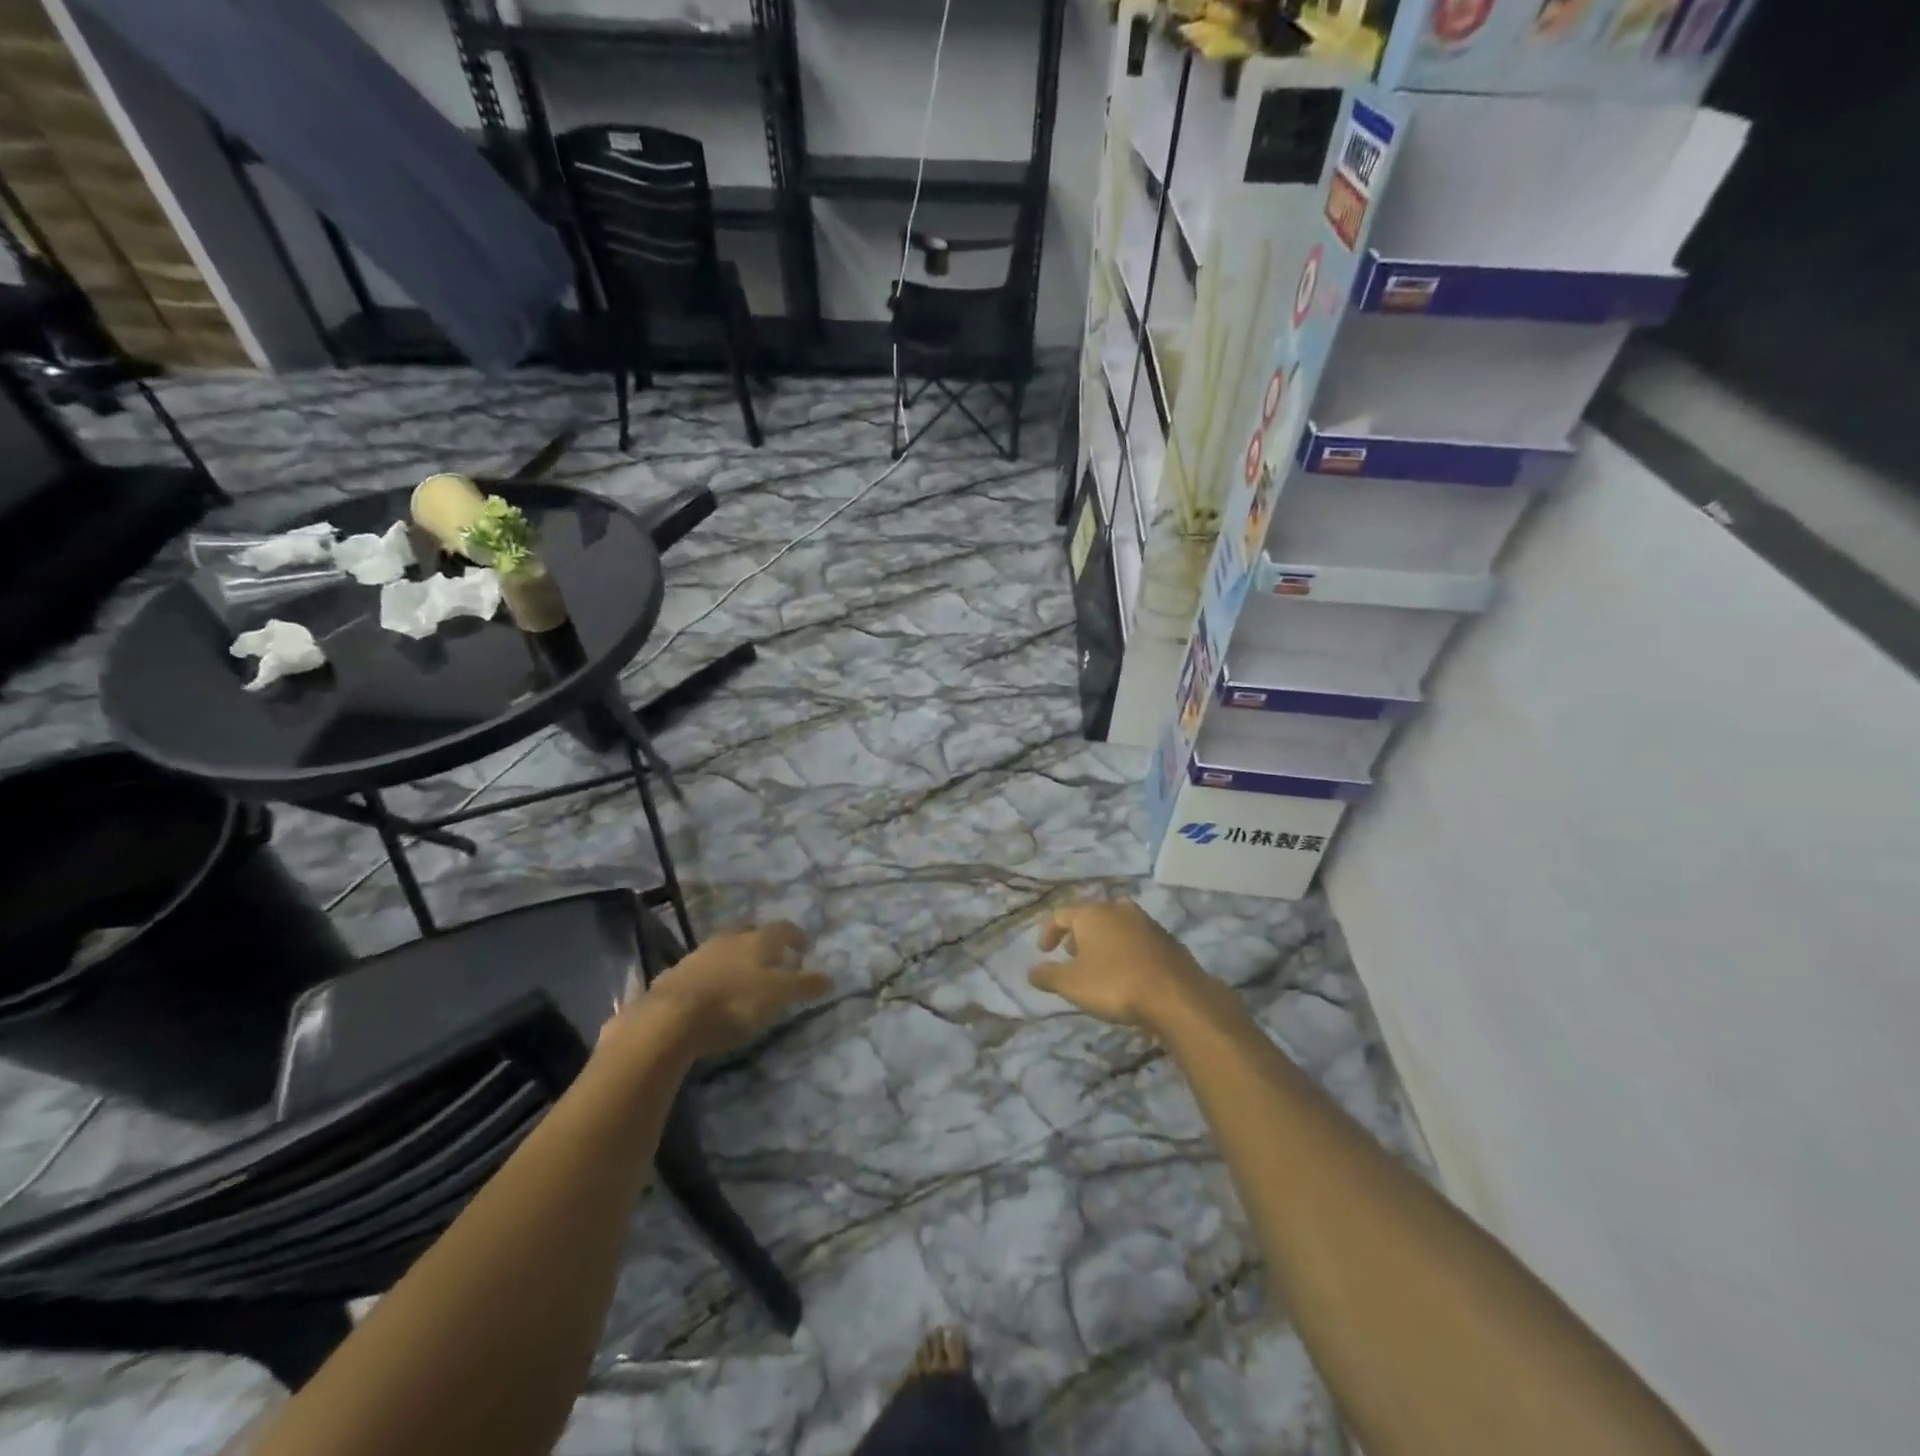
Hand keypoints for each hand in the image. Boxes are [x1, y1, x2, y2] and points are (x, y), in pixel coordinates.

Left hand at [612, 922, 830, 1060]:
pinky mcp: (677, 974)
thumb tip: (830, 978)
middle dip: (767, 945)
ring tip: (747, 981)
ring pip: (727, 949)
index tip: (805, 950)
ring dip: (740, 960)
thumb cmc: (734, 1002)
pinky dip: (717, 977)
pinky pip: (705, 969)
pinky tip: (717, 995)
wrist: (670, 1018)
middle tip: (776, 963)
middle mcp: (729, 938)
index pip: (784, 928)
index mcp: (758, 939)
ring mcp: (700, 954)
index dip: (797, 937)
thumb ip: (805, 985)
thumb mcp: (778, 996)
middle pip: (753, 934)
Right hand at [1028, 899, 1222, 1033]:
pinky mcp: (1167, 939)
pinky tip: (1127, 971)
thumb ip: (1048, 975)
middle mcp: (1118, 909)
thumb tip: (1031, 971)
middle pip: (1090, 915)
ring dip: (1103, 940)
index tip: (1044, 952)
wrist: (1176, 996)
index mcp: (1092, 913)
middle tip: (1071, 956)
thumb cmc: (1115, 985)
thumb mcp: (1072, 985)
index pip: (1061, 914)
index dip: (1048, 932)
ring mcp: (1146, 922)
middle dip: (1077, 934)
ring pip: (1116, 924)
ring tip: (1099, 964)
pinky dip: (1125, 949)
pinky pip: (1137, 938)